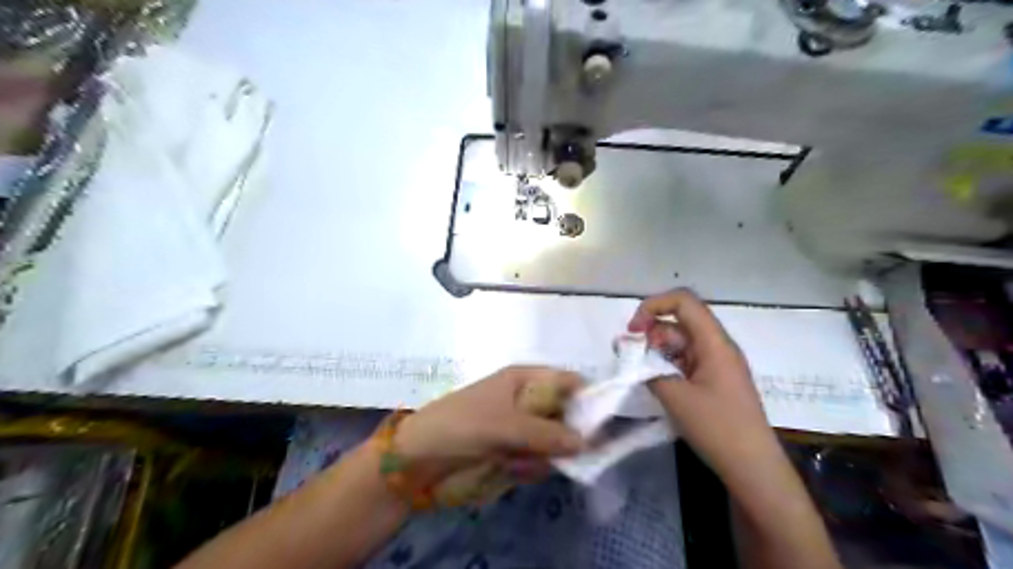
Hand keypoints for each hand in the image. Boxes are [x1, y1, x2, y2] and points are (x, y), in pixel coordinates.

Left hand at [394, 369, 586, 483]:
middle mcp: (526, 399)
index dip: (586, 399)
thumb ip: (548, 433)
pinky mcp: (512, 449)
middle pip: (565, 415)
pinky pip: (536, 459)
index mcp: (524, 378)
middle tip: (553, 453)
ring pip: (552, 442)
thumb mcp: (506, 425)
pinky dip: (527, 467)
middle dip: (562, 437)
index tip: (599, 426)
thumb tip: (586, 442)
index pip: (568, 382)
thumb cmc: (463, 425)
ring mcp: (519, 426)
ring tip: (516, 462)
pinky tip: (509, 470)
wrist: (419, 456)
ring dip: (541, 456)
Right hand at [630, 290, 776, 479]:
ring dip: (656, 350)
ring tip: (637, 370)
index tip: (633, 330)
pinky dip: (666, 364)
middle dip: (650, 332)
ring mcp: (717, 363)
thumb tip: (628, 351)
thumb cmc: (717, 428)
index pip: (683, 302)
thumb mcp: (676, 397)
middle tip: (628, 355)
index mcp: (714, 343)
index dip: (654, 306)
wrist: (753, 468)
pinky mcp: (714, 379)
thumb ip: (647, 370)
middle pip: (679, 322)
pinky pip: (686, 360)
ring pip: (680, 342)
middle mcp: (717, 346)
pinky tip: (654, 380)